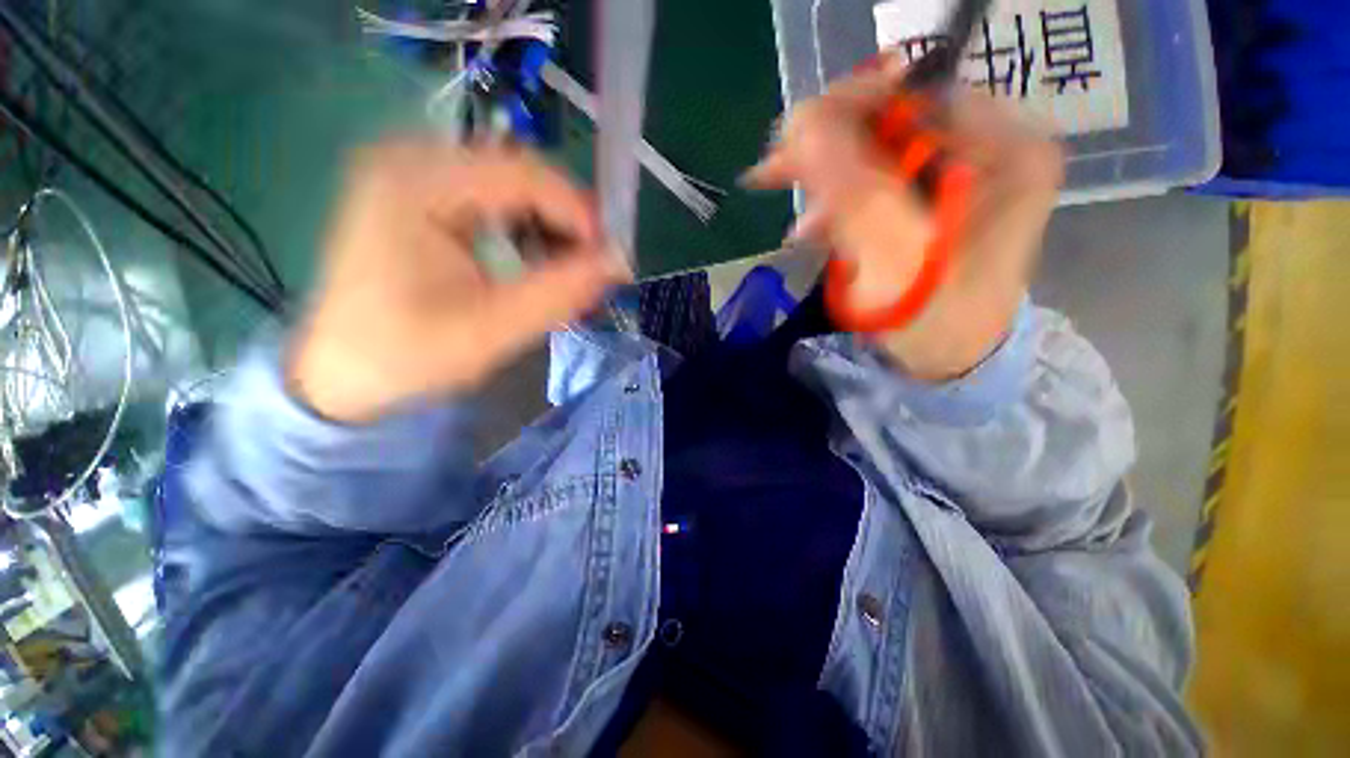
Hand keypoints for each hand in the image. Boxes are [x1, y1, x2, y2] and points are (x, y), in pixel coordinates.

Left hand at [288, 140, 625, 422]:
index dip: (578, 213)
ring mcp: (413, 174)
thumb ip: (559, 293)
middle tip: (595, 264)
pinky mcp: (420, 196)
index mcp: (415, 182)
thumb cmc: (406, 355)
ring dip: (550, 224)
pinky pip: (493, 198)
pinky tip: (535, 259)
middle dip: (567, 220)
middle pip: (519, 172)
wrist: (341, 373)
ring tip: (569, 267)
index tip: (609, 258)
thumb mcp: (491, 330)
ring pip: (511, 184)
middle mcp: (411, 160)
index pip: (522, 174)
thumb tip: (617, 264)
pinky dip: (526, 227)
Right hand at [744, 59, 1063, 381]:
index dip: (849, 109)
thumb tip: (805, 128)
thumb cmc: (936, 323)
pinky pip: (874, 184)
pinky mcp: (932, 198)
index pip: (917, 96)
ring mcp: (962, 173)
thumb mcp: (896, 262)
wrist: (951, 360)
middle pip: (894, 121)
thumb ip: (855, 193)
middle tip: (772, 172)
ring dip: (826, 182)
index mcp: (1006, 152)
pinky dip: (838, 203)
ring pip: (875, 154)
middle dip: (828, 148)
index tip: (791, 141)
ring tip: (795, 221)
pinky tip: (813, 231)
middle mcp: (991, 149)